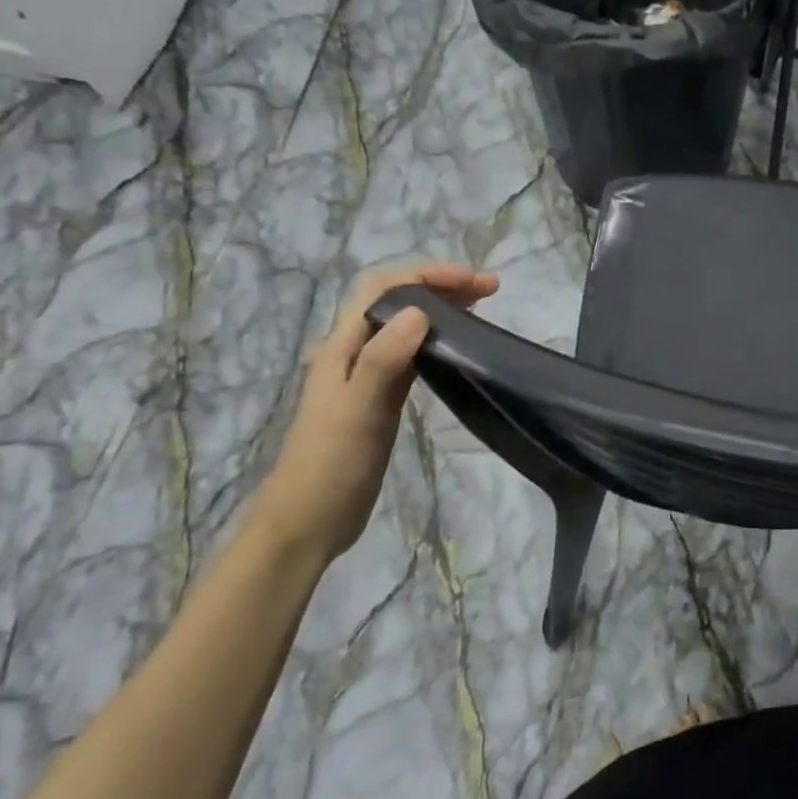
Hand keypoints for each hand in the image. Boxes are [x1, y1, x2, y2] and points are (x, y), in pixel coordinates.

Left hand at [249, 263, 498, 564]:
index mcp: (342, 348)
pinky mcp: (382, 400)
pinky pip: (412, 356)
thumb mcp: (357, 413)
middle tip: (490, 290)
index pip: (382, 289)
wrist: (307, 523)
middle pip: (396, 302)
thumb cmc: (329, 468)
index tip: (472, 281)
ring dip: (441, 310)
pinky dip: (438, 341)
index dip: (425, 275)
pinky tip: (458, 349)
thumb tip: (419, 311)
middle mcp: (354, 353)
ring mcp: (368, 377)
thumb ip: (383, 361)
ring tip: (481, 309)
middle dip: (440, 286)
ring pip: (406, 327)